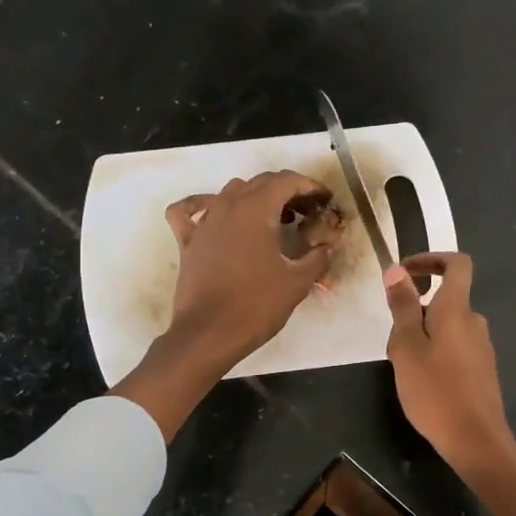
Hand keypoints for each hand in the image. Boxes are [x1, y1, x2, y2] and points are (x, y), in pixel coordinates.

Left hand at [164, 171, 334, 370]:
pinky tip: (214, 215)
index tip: (324, 201)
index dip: (309, 187)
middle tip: (306, 213)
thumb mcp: (297, 282)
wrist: (208, 334)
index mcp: (255, 209)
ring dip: (255, 198)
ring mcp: (204, 222)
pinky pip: (189, 211)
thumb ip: (317, 257)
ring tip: (272, 220)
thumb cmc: (256, 306)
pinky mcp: (187, 241)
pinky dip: (202, 206)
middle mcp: (227, 205)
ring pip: (230, 192)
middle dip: (286, 192)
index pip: (286, 181)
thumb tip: (327, 246)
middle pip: (260, 183)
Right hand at [386, 251, 515, 515]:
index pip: (458, 264)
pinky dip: (437, 353)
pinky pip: (456, 348)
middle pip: (448, 300)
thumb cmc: (435, 391)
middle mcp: (475, 322)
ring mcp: (482, 348)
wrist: (476, 441)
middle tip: (394, 338)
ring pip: (449, 327)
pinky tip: (423, 383)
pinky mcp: (483, 371)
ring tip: (404, 365)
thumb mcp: (406, 347)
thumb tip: (398, 270)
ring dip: (425, 335)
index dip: (433, 258)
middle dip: (418, 309)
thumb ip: (403, 307)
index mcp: (457, 309)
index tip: (407, 270)